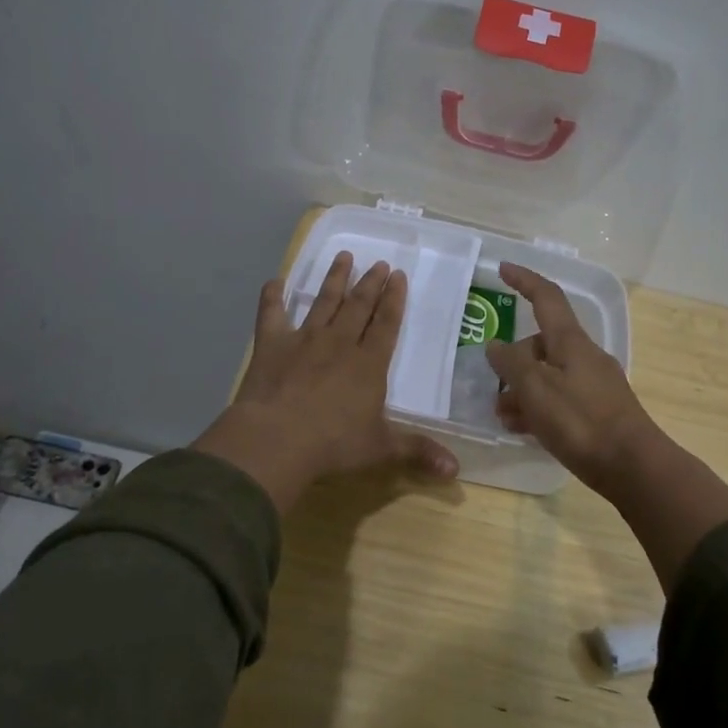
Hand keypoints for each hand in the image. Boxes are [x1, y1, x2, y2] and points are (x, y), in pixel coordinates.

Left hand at [192, 252, 458, 510]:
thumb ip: (417, 452)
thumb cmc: (333, 444)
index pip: (386, 324)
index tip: (398, 275)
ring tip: (343, 256)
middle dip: (370, 283)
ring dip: (334, 278)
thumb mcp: (381, 449)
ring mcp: (303, 339)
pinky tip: (274, 281)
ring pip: (323, 301)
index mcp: (369, 363)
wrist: (277, 439)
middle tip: (379, 262)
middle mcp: (339, 342)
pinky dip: (272, 296)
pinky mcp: (271, 344)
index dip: (394, 299)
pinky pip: (271, 313)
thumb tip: (457, 471)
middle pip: (358, 306)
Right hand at [486, 262, 662, 492]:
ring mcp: (594, 384)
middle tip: (494, 388)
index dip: (524, 281)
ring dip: (522, 390)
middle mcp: (584, 356)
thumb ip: (511, 363)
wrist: (633, 466)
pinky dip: (539, 408)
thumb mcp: (536, 388)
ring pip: (548, 375)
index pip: (546, 298)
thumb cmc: (580, 421)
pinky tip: (525, 430)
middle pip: (541, 344)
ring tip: (503, 417)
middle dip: (513, 361)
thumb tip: (496, 346)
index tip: (503, 269)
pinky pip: (560, 398)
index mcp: (571, 342)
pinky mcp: (598, 411)